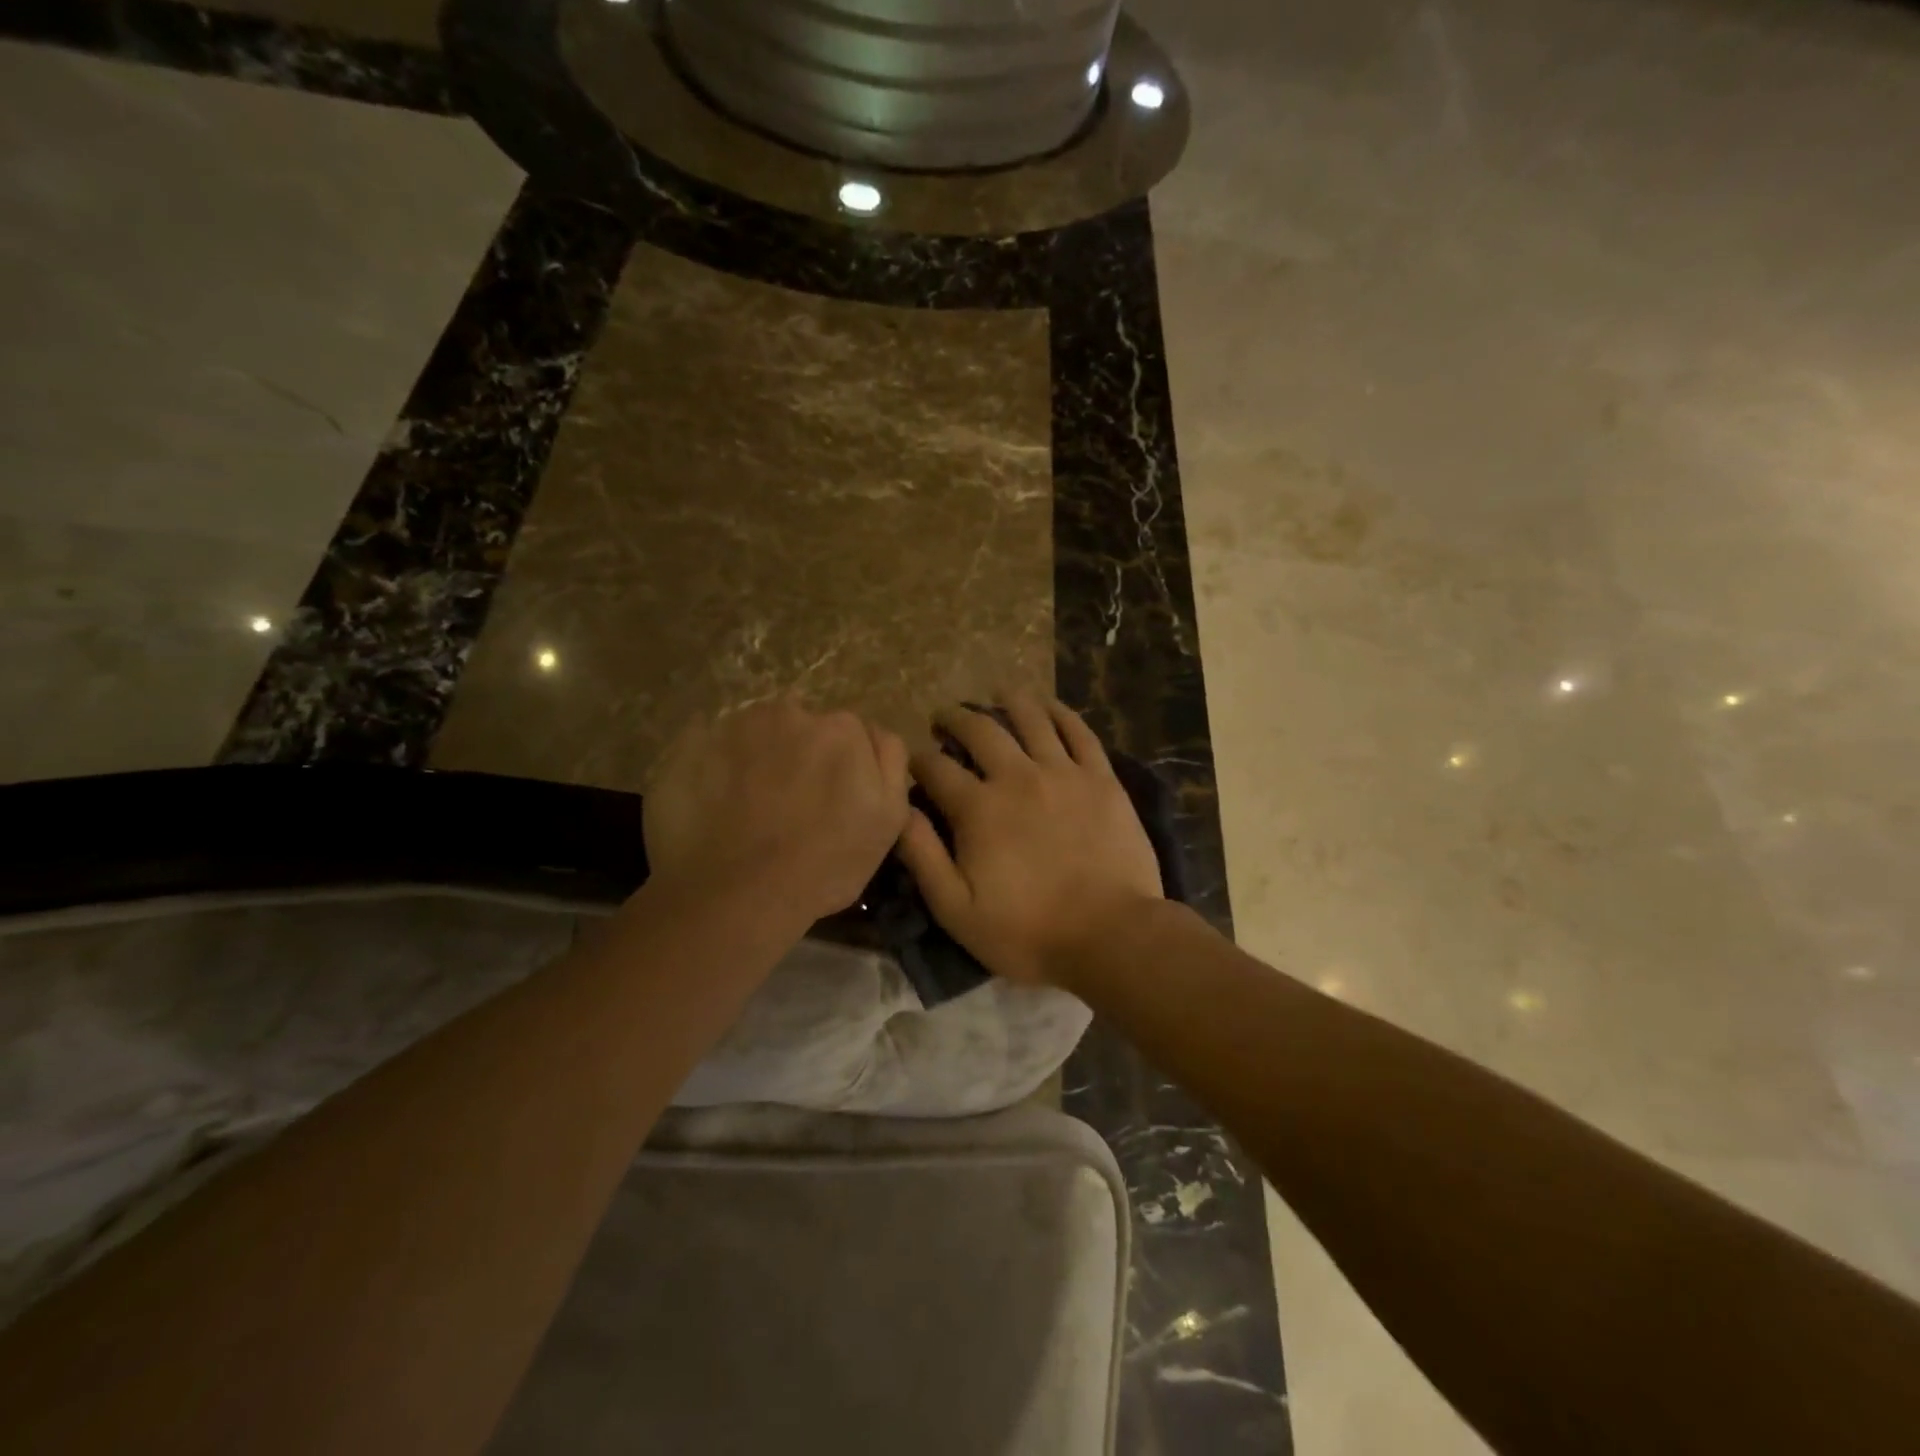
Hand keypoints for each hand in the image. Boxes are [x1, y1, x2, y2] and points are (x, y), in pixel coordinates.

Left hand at [644, 697, 909, 925]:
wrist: (738, 894)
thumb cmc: (825, 864)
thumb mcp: (888, 819)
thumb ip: (890, 762)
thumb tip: (874, 734)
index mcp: (843, 729)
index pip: (850, 735)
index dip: (843, 768)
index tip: (831, 801)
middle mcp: (791, 712)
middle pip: (803, 728)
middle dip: (800, 756)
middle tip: (790, 806)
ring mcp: (736, 725)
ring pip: (757, 733)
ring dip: (758, 757)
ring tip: (748, 807)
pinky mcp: (690, 744)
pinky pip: (710, 745)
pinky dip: (715, 765)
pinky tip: (715, 803)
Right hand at [897, 695, 1163, 987]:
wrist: (1110, 935)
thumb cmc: (1027, 931)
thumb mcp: (956, 909)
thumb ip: (922, 856)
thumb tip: (898, 810)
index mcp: (978, 808)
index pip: (936, 768)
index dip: (918, 760)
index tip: (913, 763)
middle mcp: (1018, 776)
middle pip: (979, 731)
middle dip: (954, 719)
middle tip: (944, 718)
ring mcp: (1064, 773)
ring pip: (1031, 719)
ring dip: (1007, 702)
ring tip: (996, 695)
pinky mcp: (1101, 779)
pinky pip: (1079, 732)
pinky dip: (1060, 713)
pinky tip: (1049, 706)